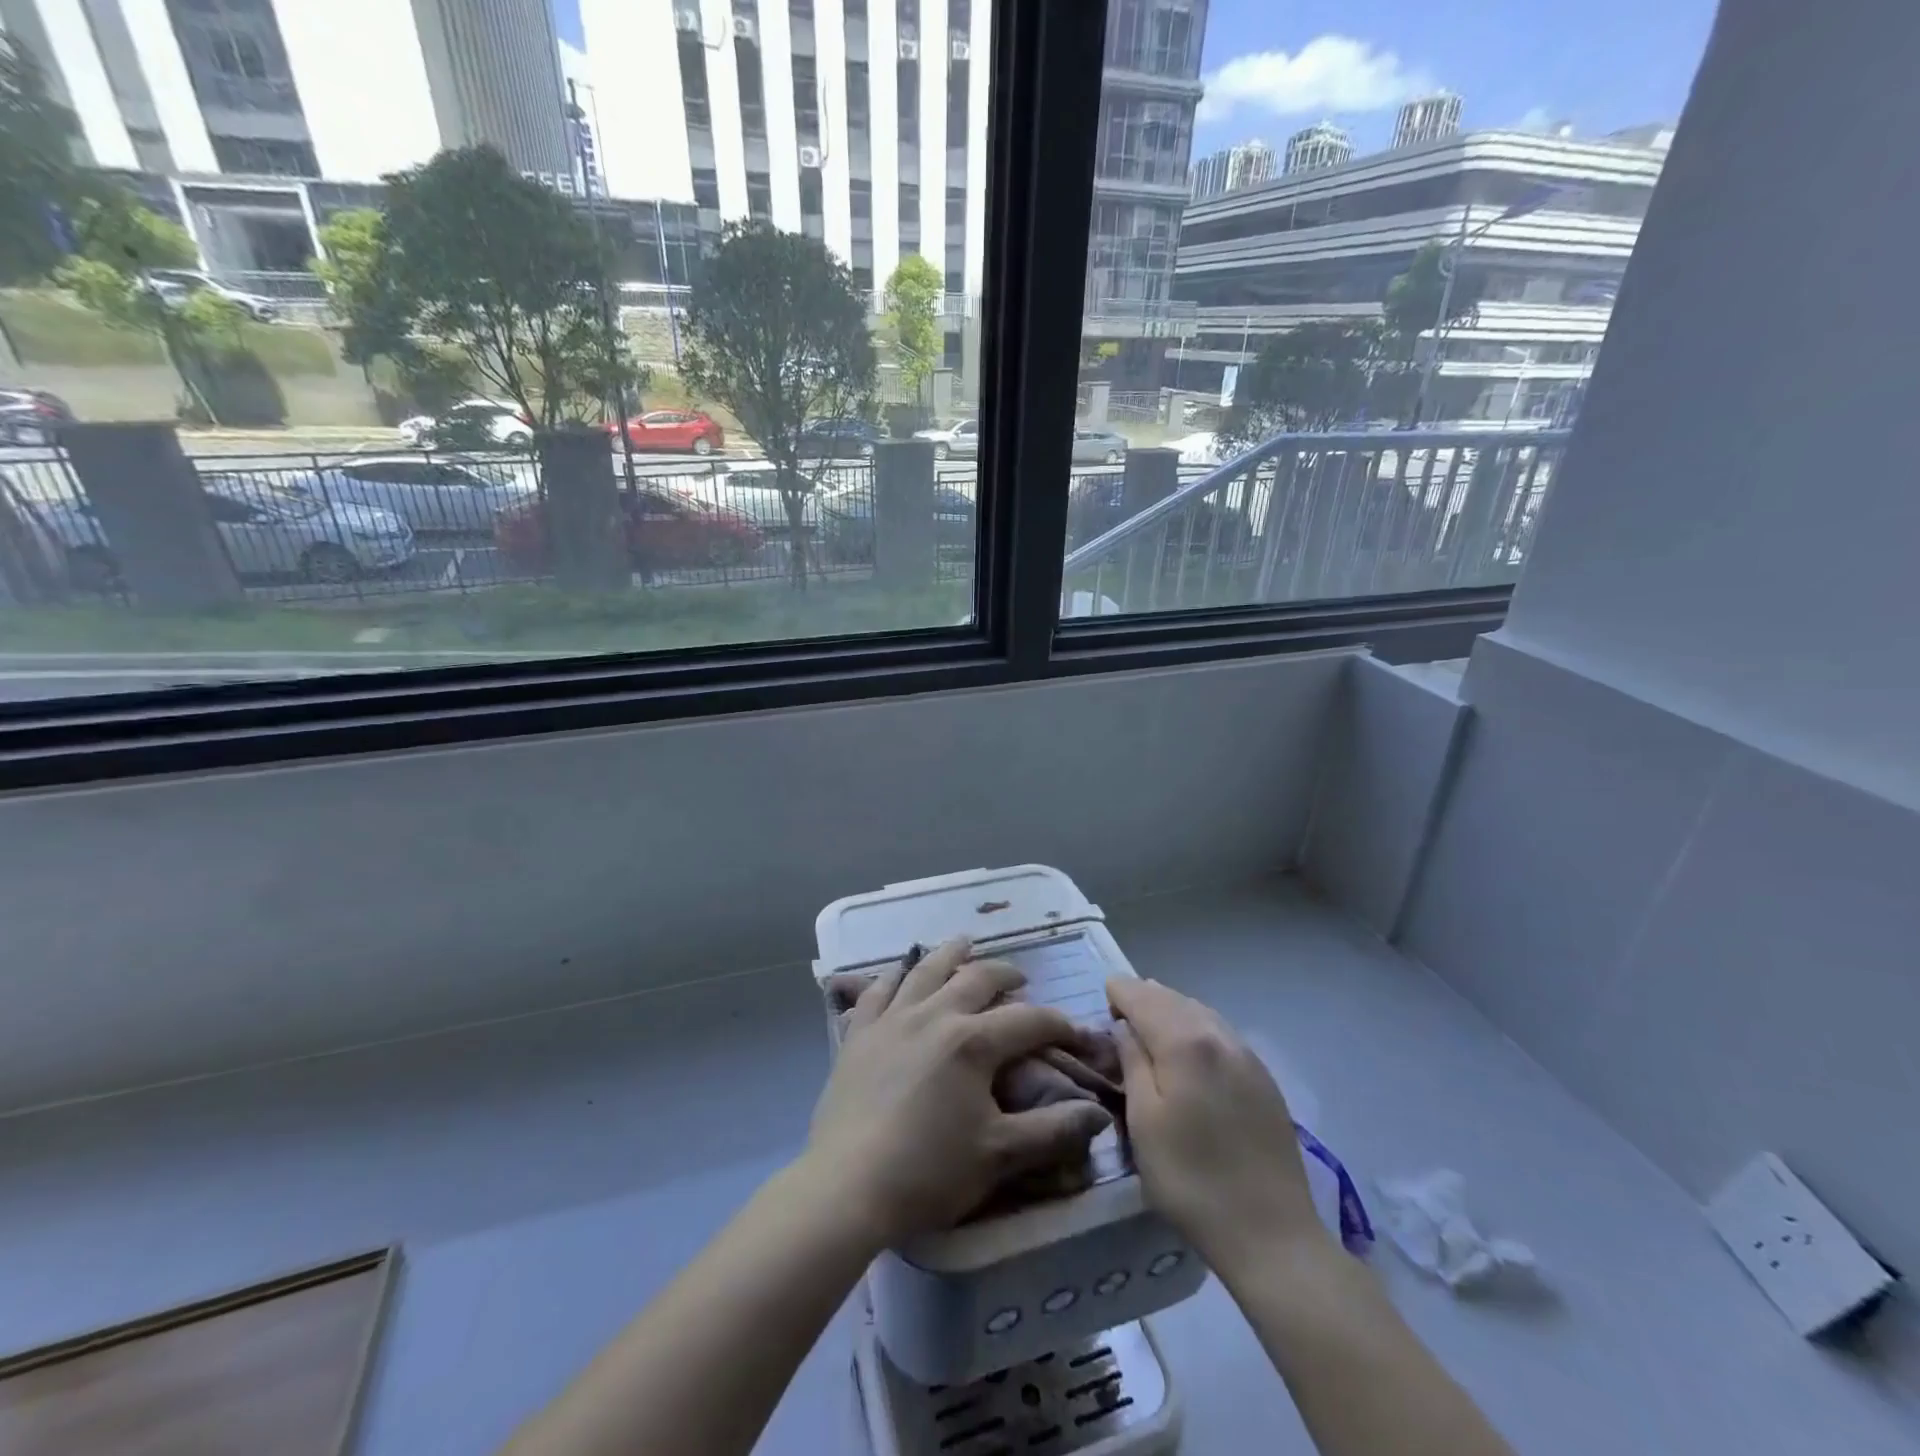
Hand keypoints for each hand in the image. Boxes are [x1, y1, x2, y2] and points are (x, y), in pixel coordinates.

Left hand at [806, 939, 1113, 1245]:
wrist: (846, 1187)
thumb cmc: (928, 1172)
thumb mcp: (999, 1155)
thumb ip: (1052, 1130)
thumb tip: (1098, 1112)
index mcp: (972, 1041)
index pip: (1029, 1020)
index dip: (1059, 1024)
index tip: (1078, 1034)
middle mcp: (934, 1014)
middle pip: (977, 979)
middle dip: (1005, 975)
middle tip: (1020, 980)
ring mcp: (891, 1019)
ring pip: (925, 970)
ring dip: (950, 954)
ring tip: (964, 945)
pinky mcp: (859, 1033)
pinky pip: (877, 990)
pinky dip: (893, 975)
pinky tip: (899, 972)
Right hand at [1107, 977, 1325, 1270]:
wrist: (1271, 1234)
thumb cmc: (1191, 1180)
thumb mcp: (1143, 1122)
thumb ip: (1132, 1063)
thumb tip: (1124, 1027)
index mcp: (1185, 1042)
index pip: (1143, 996)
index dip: (1119, 992)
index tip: (1103, 998)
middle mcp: (1218, 1035)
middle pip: (1173, 998)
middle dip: (1144, 996)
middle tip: (1120, 1010)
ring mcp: (1247, 1055)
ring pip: (1200, 1011)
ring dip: (1171, 1008)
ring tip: (1150, 1022)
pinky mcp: (1263, 1078)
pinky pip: (1220, 1032)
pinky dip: (1196, 1026)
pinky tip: (1189, 1046)